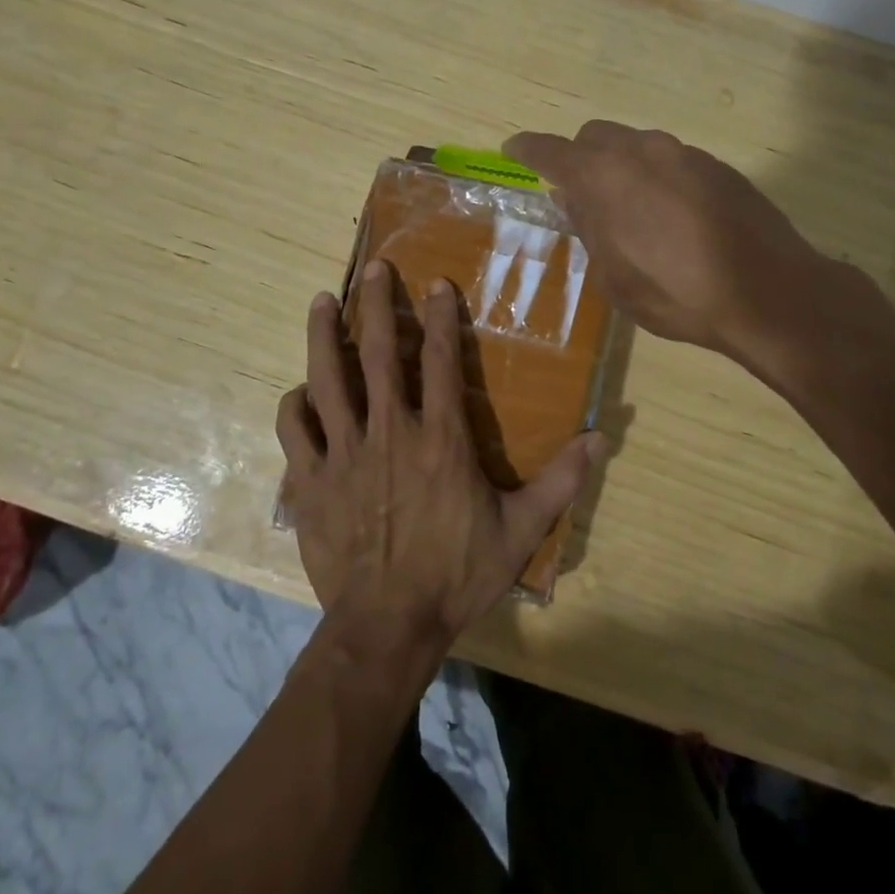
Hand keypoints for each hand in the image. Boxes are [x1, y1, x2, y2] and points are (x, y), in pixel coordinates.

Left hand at [276, 260, 603, 649]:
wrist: (388, 625)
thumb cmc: (456, 574)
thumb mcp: (520, 530)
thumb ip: (560, 480)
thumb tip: (601, 437)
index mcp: (440, 438)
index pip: (437, 360)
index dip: (438, 317)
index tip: (435, 284)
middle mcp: (389, 431)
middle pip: (377, 353)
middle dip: (375, 304)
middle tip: (374, 268)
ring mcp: (344, 453)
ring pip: (326, 379)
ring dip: (323, 335)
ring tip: (321, 300)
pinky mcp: (310, 480)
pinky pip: (293, 430)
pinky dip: (294, 405)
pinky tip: (299, 393)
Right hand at [505, 120, 893, 375]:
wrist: (769, 292)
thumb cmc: (678, 294)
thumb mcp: (615, 277)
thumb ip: (588, 229)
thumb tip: (572, 198)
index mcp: (604, 178)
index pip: (552, 151)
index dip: (528, 149)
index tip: (513, 148)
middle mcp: (641, 152)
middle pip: (595, 136)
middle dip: (579, 158)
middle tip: (579, 196)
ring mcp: (684, 153)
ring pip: (635, 144)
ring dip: (620, 166)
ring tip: (629, 210)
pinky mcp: (717, 165)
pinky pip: (670, 159)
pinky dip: (655, 176)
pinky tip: (671, 215)